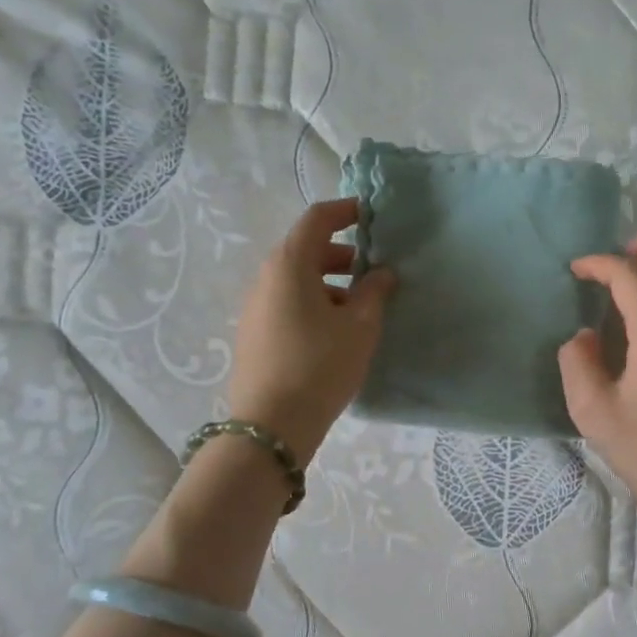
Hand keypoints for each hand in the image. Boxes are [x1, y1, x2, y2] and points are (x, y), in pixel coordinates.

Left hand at [228, 199, 393, 465]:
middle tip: (374, 268)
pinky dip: (315, 302)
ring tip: (362, 306)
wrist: (271, 425)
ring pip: (297, 279)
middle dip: (342, 253)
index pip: (317, 219)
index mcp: (290, 264)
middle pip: (305, 249)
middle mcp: (266, 277)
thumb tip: (381, 273)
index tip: (371, 215)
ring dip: (330, 282)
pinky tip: (337, 331)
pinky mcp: (255, 333)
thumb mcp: (360, 327)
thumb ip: (374, 292)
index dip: (345, 211)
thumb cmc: (321, 365)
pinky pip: (288, 303)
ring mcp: (256, 307)